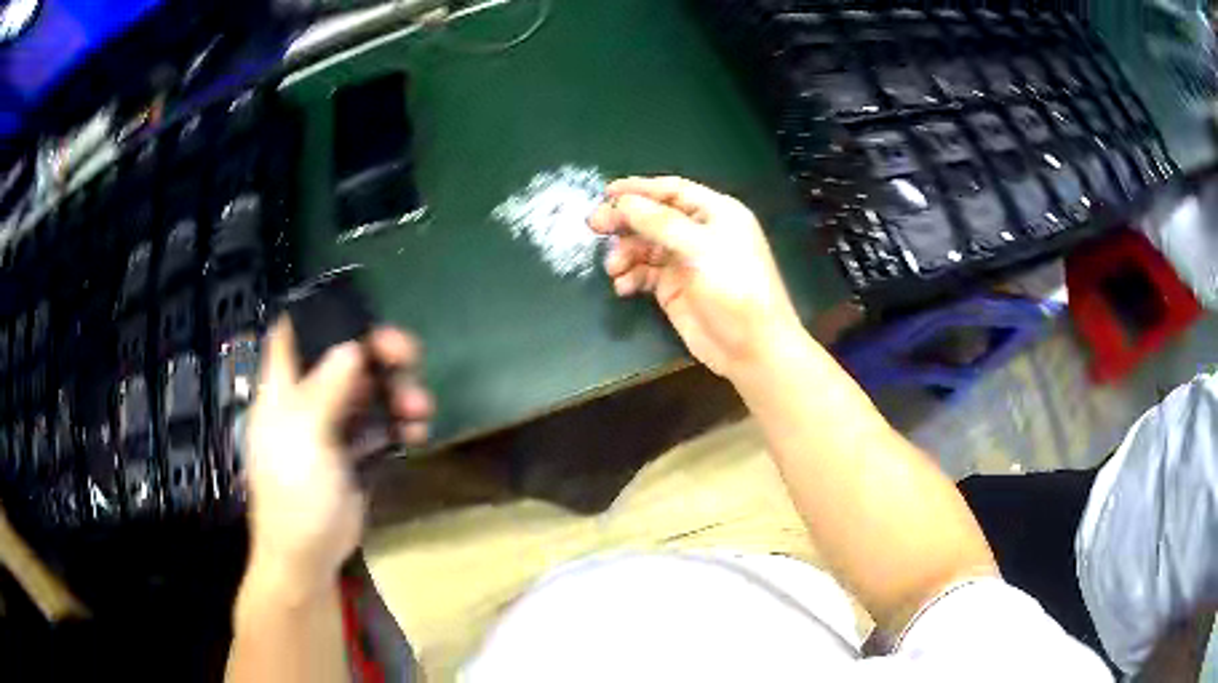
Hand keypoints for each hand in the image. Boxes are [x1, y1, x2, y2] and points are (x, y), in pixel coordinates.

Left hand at [243, 317, 432, 595]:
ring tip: (419, 408)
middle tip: (408, 354)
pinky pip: (381, 425)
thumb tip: (351, 347)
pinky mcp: (354, 454)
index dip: (317, 315)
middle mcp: (307, 401)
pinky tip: (417, 431)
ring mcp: (332, 428)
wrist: (307, 557)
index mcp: (283, 390)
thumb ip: (326, 390)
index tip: (354, 309)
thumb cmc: (294, 493)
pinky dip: (400, 422)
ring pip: (368, 391)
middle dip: (377, 353)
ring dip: (396, 391)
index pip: (292, 334)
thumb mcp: (304, 436)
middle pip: (342, 358)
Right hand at [588, 176, 802, 377]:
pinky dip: (631, 276)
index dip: (640, 189)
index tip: (606, 193)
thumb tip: (623, 202)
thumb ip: (660, 223)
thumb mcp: (701, 249)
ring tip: (614, 268)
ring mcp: (686, 261)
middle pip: (654, 217)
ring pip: (645, 246)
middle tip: (594, 226)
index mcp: (716, 213)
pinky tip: (623, 286)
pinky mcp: (674, 289)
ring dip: (626, 252)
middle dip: (625, 221)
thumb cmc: (736, 289)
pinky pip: (645, 273)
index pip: (672, 191)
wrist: (752, 349)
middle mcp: (700, 233)